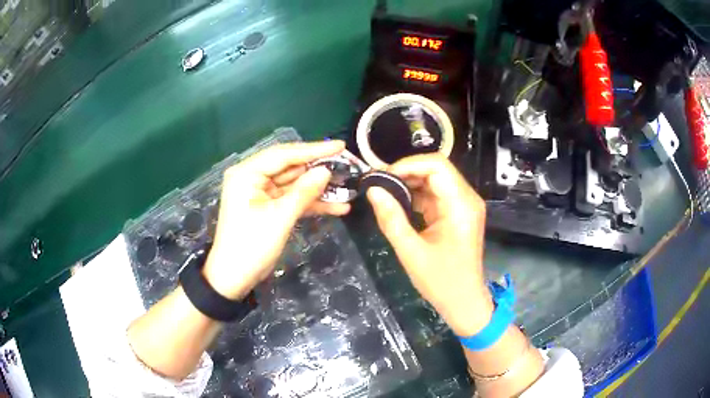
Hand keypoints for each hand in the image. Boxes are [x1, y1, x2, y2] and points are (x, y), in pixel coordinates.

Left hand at [203, 141, 348, 299]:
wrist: (234, 278)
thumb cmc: (251, 246)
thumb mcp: (280, 218)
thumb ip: (304, 192)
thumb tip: (326, 171)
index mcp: (247, 173)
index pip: (284, 154)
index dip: (313, 149)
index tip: (340, 146)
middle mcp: (253, 178)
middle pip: (290, 167)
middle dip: (318, 170)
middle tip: (347, 165)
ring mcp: (261, 193)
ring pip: (294, 184)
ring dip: (318, 189)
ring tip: (347, 187)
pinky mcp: (268, 207)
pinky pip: (292, 199)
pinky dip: (311, 203)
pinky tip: (337, 207)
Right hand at [367, 154, 492, 336]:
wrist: (464, 302)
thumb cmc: (441, 282)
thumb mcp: (411, 252)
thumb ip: (391, 219)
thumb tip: (373, 190)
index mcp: (461, 205)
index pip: (436, 165)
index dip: (407, 164)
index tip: (382, 177)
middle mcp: (466, 198)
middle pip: (436, 169)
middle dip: (406, 172)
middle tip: (378, 183)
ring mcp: (463, 205)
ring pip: (435, 180)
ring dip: (409, 183)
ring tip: (384, 192)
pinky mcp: (457, 213)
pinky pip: (435, 195)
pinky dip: (416, 195)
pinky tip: (398, 203)